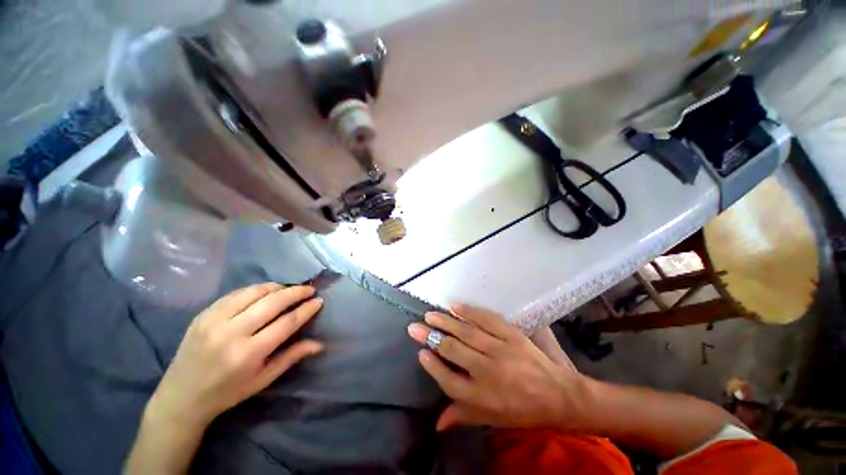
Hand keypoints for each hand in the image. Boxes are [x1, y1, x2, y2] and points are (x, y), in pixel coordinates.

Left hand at [150, 283, 323, 429]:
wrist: (180, 397)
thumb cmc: (227, 393)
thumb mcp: (263, 380)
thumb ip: (292, 357)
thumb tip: (319, 344)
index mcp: (248, 354)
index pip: (286, 323)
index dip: (306, 309)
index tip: (318, 301)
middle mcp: (232, 333)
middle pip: (273, 302)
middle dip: (296, 292)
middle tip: (309, 289)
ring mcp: (214, 321)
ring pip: (254, 292)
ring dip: (277, 287)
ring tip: (289, 289)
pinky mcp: (203, 314)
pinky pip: (236, 294)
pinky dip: (255, 289)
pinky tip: (265, 292)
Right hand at [407, 305, 588, 431]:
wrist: (559, 396)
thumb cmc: (522, 411)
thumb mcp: (492, 420)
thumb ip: (463, 416)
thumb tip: (436, 423)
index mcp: (483, 398)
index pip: (448, 381)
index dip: (432, 365)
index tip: (421, 352)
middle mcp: (489, 373)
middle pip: (453, 351)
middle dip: (431, 338)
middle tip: (415, 327)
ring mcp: (501, 351)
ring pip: (467, 333)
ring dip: (445, 322)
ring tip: (429, 315)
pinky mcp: (512, 336)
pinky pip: (487, 320)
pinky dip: (469, 312)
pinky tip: (455, 306)